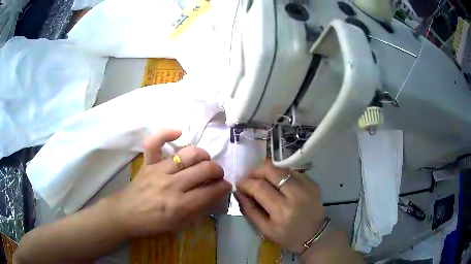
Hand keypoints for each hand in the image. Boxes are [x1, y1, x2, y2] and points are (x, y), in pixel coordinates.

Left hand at [111, 129, 231, 236]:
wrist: (127, 214)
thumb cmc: (154, 223)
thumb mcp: (181, 225)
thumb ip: (200, 211)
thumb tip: (215, 196)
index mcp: (180, 205)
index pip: (211, 191)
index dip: (224, 187)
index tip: (225, 186)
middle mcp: (172, 184)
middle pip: (205, 169)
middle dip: (218, 171)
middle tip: (217, 176)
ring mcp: (158, 170)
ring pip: (189, 153)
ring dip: (203, 155)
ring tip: (204, 161)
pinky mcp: (148, 162)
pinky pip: (155, 142)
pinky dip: (166, 133)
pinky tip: (178, 133)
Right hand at [236, 160, 324, 252]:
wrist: (315, 235)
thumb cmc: (287, 236)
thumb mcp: (265, 229)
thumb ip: (250, 210)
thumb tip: (239, 192)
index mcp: (282, 210)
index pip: (260, 187)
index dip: (246, 183)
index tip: (239, 185)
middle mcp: (296, 195)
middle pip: (271, 171)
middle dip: (256, 171)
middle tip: (250, 178)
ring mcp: (307, 186)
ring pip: (282, 168)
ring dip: (269, 172)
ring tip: (263, 180)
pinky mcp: (313, 183)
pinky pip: (292, 172)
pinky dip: (282, 175)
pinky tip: (279, 184)